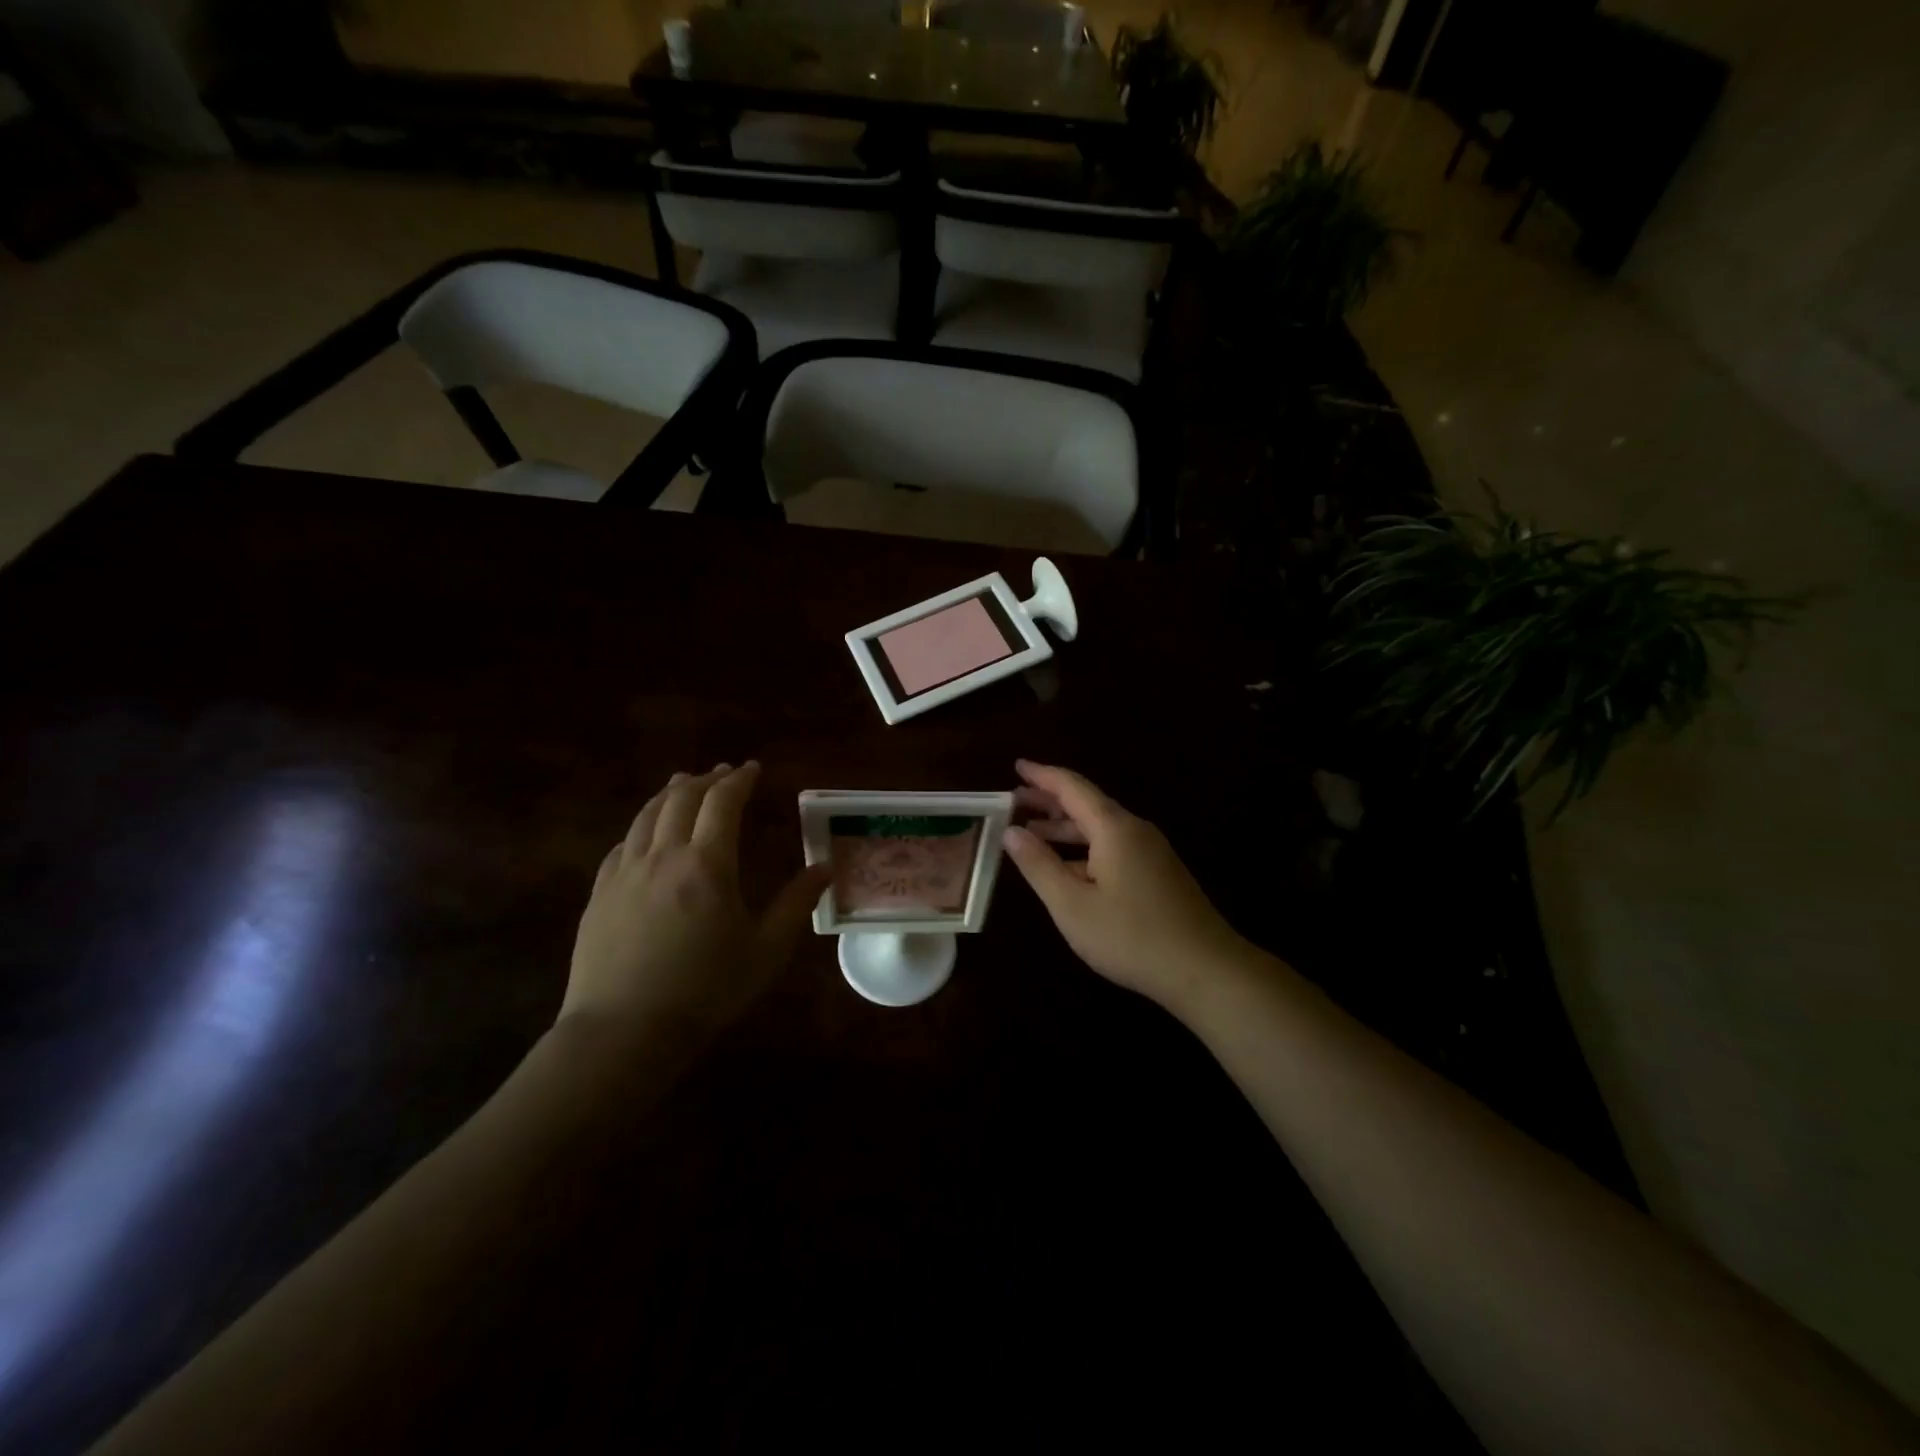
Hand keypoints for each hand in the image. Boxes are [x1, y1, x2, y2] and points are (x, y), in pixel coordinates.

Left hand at [563, 762, 830, 1040]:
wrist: (623, 1032)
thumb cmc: (705, 990)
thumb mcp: (766, 950)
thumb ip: (797, 903)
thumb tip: (825, 867)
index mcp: (707, 863)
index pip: (722, 803)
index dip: (739, 780)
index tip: (752, 769)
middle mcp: (662, 855)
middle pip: (680, 798)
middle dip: (704, 779)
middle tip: (722, 774)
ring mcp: (624, 873)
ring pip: (646, 815)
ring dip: (670, 794)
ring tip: (683, 786)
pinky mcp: (599, 894)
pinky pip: (622, 845)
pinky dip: (642, 827)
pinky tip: (646, 836)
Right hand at [1002, 760, 1249, 1013]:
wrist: (1205, 970)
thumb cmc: (1131, 936)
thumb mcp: (1072, 904)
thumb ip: (1038, 865)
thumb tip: (1011, 831)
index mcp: (1113, 828)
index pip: (1072, 787)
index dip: (1041, 775)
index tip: (1016, 766)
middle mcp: (1134, 830)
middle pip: (1086, 804)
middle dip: (1049, 801)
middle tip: (1013, 803)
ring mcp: (1150, 852)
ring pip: (1100, 829)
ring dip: (1065, 828)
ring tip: (1031, 834)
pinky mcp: (1158, 873)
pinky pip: (1112, 847)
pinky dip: (1083, 848)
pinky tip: (1067, 868)